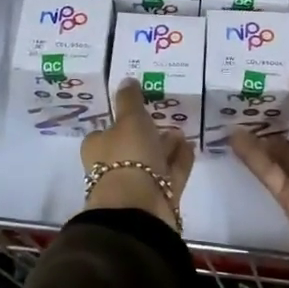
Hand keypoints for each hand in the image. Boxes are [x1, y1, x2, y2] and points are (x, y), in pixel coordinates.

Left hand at [81, 80, 193, 228]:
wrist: (138, 207)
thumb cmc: (127, 156)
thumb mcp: (129, 119)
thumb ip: (129, 100)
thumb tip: (126, 80)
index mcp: (97, 147)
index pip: (107, 131)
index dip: (123, 121)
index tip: (141, 110)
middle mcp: (112, 167)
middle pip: (132, 147)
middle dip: (149, 134)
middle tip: (167, 120)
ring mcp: (136, 185)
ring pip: (153, 161)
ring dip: (166, 147)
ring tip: (182, 132)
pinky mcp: (157, 198)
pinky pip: (170, 174)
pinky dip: (179, 161)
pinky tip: (190, 147)